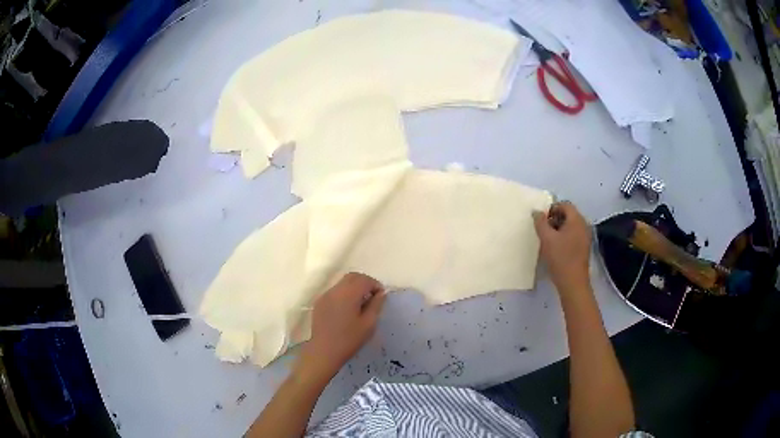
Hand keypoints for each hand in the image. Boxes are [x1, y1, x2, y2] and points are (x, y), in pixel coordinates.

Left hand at [295, 272, 385, 384]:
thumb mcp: (368, 324)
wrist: (323, 351)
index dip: (375, 285)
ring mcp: (325, 295)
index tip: (381, 296)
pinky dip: (344, 294)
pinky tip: (347, 309)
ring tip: (360, 303)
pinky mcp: (319, 303)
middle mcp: (335, 290)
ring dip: (353, 288)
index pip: (364, 279)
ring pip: (342, 283)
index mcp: (348, 294)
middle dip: (364, 282)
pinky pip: (334, 291)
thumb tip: (381, 294)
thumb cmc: (349, 340)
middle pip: (352, 277)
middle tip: (372, 297)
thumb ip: (376, 305)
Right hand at [533, 201, 591, 292]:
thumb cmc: (560, 258)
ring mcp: (585, 236)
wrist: (573, 282)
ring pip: (570, 225)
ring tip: (548, 240)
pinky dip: (564, 236)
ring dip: (558, 228)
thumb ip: (540, 222)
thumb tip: (537, 212)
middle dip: (555, 219)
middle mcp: (584, 225)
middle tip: (544, 230)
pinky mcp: (584, 247)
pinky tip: (556, 248)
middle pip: (568, 214)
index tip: (542, 221)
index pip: (565, 205)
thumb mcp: (546, 239)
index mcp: (577, 220)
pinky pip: (573, 234)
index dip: (552, 208)